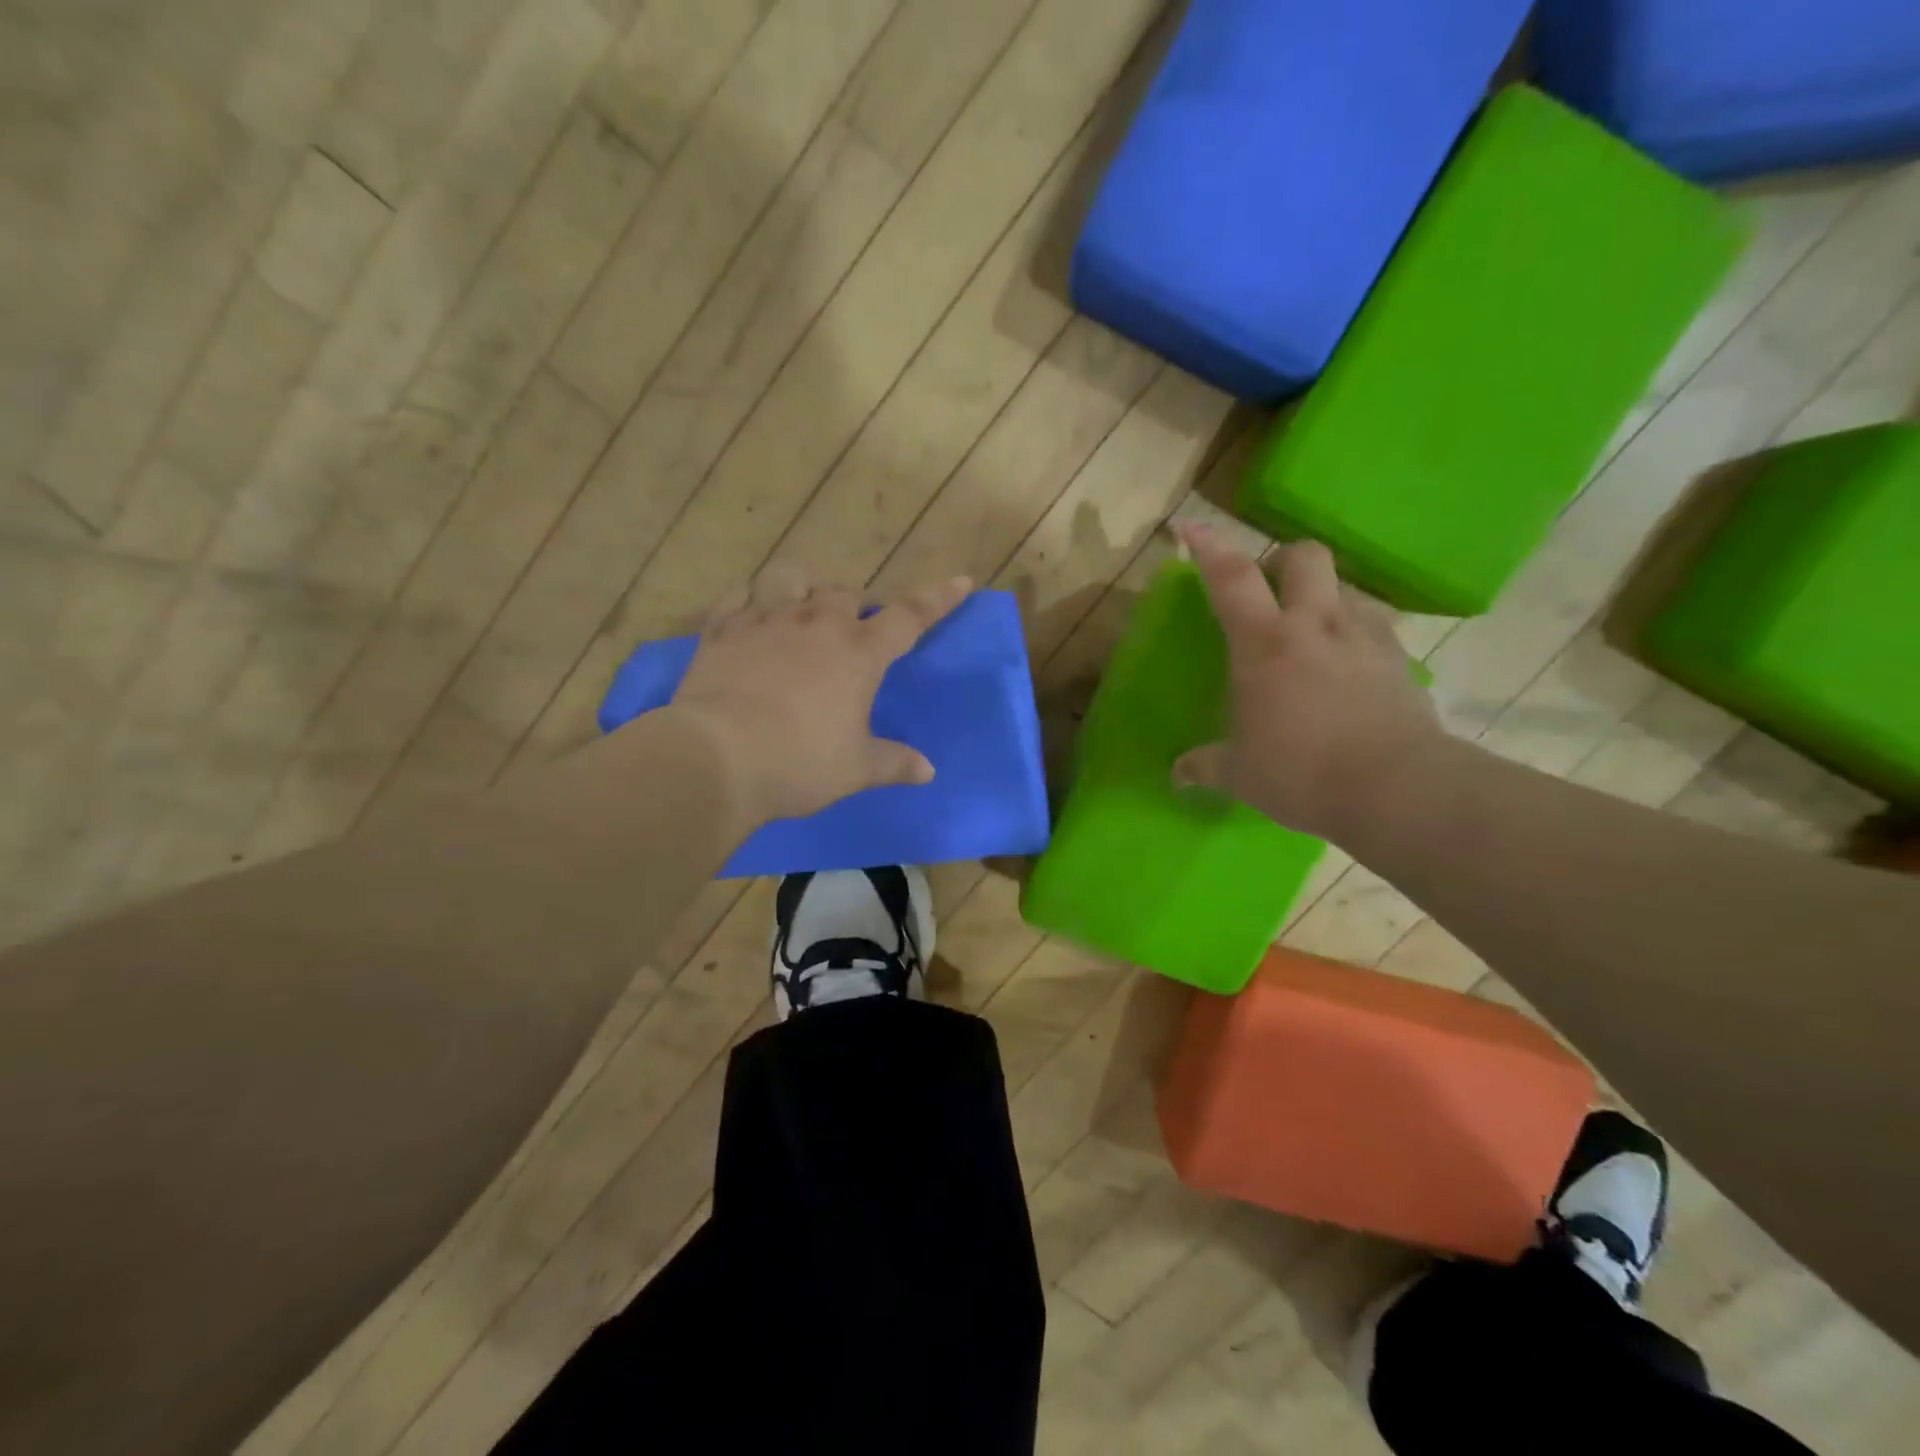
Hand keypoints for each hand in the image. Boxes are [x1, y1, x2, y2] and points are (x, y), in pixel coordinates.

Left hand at [668, 563, 971, 823]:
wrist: (718, 757)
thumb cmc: (800, 762)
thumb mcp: (856, 769)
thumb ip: (894, 763)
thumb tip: (929, 771)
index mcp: (859, 653)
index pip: (909, 617)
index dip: (938, 599)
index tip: (961, 581)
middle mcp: (816, 623)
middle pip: (846, 593)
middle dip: (856, 605)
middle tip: (855, 627)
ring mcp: (766, 620)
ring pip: (789, 578)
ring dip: (801, 588)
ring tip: (799, 608)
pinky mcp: (723, 629)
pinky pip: (739, 597)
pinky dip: (750, 602)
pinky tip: (749, 617)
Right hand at [1172, 526, 1443, 843]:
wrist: (1397, 789)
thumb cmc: (1301, 773)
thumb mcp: (1239, 774)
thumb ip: (1204, 766)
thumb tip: (1177, 775)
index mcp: (1264, 643)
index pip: (1231, 576)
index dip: (1207, 546)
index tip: (1188, 528)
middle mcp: (1315, 624)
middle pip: (1303, 555)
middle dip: (1281, 561)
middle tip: (1267, 594)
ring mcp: (1364, 636)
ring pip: (1344, 585)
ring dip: (1322, 596)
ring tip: (1311, 632)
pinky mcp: (1399, 658)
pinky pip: (1374, 623)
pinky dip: (1354, 631)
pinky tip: (1347, 665)